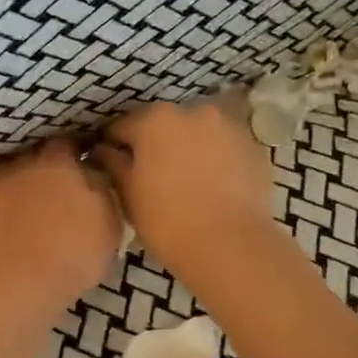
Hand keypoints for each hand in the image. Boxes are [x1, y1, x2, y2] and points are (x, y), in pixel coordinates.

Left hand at [0, 138, 122, 323]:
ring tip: (20, 208)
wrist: (13, 287)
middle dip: (43, 170)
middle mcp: (21, 163)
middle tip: (52, 194)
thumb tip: (92, 171)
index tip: (79, 169)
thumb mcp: (109, 226)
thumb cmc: (71, 259)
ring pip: (5, 172)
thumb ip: (101, 190)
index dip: (73, 155)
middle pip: (34, 157)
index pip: (67, 144)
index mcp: (59, 164)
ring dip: (13, 183)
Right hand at [92, 97, 277, 282]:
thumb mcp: (127, 194)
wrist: (230, 245)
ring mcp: (228, 126)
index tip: (111, 167)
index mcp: (155, 119)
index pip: (122, 127)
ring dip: (187, 149)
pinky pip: (223, 147)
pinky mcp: (253, 147)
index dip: (113, 147)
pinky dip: (214, 159)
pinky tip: (211, 187)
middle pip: (163, 125)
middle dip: (154, 145)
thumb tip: (103, 150)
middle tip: (149, 177)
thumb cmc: (167, 220)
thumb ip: (112, 163)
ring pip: (196, 134)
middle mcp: (193, 111)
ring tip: (184, 182)